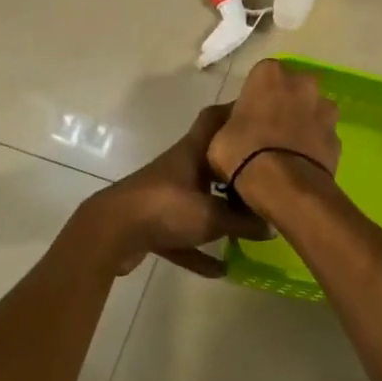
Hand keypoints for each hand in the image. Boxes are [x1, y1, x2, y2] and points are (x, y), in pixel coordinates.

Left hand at [82, 106, 271, 277]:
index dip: (235, 111)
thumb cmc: (165, 208)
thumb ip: (244, 222)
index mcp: (191, 152)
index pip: (214, 119)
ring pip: (199, 199)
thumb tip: (271, 226)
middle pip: (211, 161)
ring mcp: (164, 196)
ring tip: (249, 224)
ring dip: (220, 212)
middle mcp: (178, 168)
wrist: (110, 233)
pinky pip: (184, 235)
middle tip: (267, 175)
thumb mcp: (212, 217)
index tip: (261, 113)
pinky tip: (222, 269)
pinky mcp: (152, 224)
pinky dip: (200, 250)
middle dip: (236, 168)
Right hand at [206, 59, 341, 217]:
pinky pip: (322, 136)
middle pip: (292, 88)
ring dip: (303, 122)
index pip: (261, 75)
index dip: (254, 95)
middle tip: (268, 129)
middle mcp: (303, 83)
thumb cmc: (243, 153)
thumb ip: (227, 121)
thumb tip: (232, 124)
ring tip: (287, 149)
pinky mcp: (338, 136)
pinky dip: (314, 145)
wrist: (286, 186)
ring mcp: (325, 109)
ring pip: (312, 110)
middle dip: (284, 103)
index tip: (247, 115)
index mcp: (270, 74)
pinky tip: (301, 163)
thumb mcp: (217, 137)